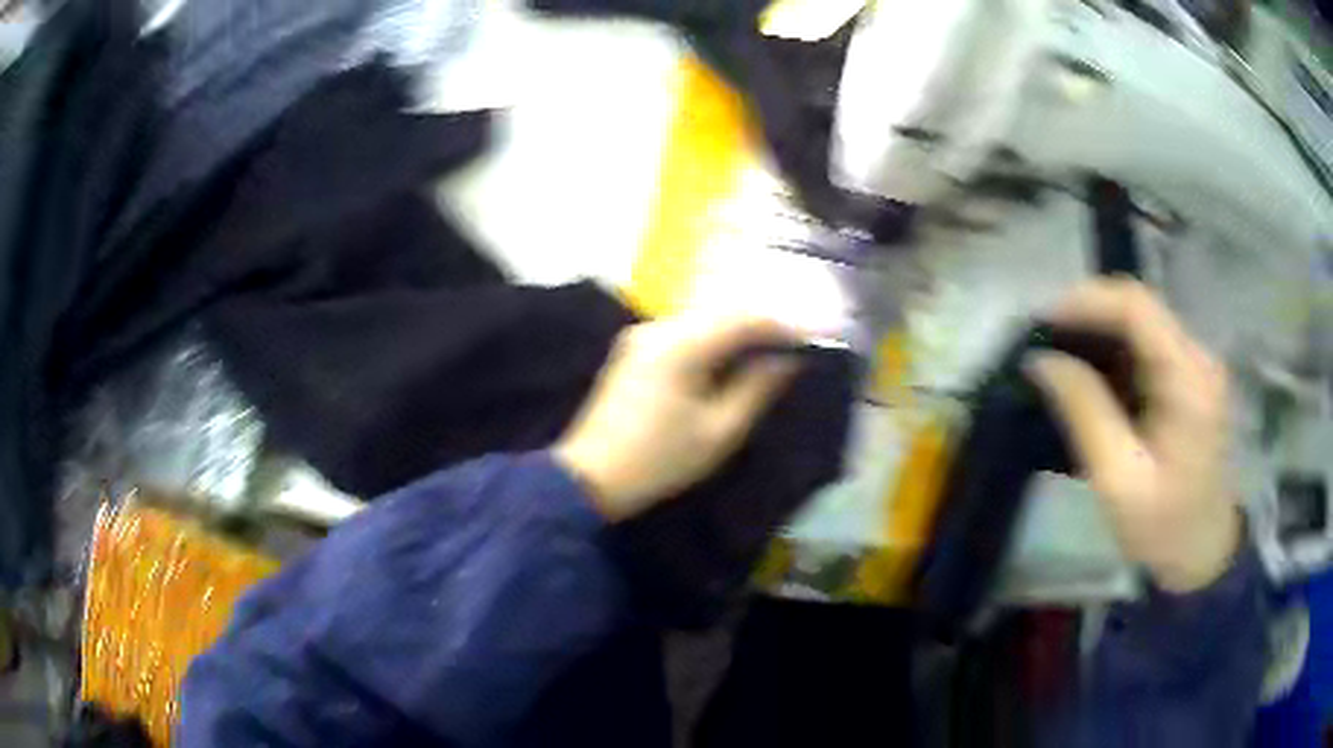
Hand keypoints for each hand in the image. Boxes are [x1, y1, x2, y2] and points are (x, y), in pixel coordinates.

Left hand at [554, 314, 800, 521]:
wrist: (590, 477)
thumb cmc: (659, 461)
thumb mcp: (719, 430)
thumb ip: (757, 387)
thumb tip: (788, 359)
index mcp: (680, 345)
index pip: (744, 318)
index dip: (784, 324)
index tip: (816, 336)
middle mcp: (659, 328)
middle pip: (723, 311)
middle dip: (764, 323)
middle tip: (799, 340)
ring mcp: (642, 336)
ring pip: (704, 320)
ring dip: (740, 330)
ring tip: (774, 348)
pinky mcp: (635, 349)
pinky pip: (686, 332)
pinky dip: (715, 339)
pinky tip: (734, 355)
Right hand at [1025, 279, 1241, 593]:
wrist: (1202, 552)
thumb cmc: (1164, 527)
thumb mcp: (1119, 479)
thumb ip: (1085, 412)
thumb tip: (1042, 361)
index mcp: (1189, 379)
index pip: (1137, 307)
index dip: (1086, 301)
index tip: (1042, 322)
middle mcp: (1198, 357)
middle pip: (1139, 308)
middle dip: (1087, 316)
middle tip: (1043, 342)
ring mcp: (1196, 366)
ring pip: (1141, 325)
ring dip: (1098, 334)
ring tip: (1058, 358)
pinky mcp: (1189, 379)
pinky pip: (1146, 348)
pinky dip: (1113, 355)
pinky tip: (1089, 377)